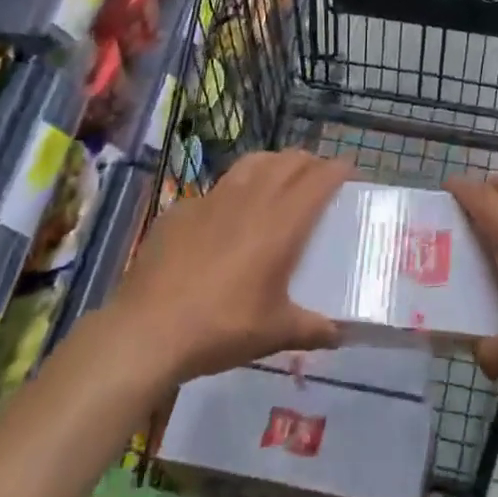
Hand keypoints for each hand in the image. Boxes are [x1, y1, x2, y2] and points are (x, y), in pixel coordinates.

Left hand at [112, 151, 349, 383]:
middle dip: (310, 161)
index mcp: (281, 223)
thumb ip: (313, 329)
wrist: (147, 330)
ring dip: (274, 163)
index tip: (350, 171)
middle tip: (320, 175)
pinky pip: (217, 188)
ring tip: (280, 176)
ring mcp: (212, 200)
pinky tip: (228, 213)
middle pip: (288, 162)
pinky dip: (234, 190)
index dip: (338, 170)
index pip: (318, 180)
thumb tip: (340, 334)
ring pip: (252, 163)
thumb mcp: (275, 334)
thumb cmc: (221, 327)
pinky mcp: (182, 209)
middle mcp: (251, 200)